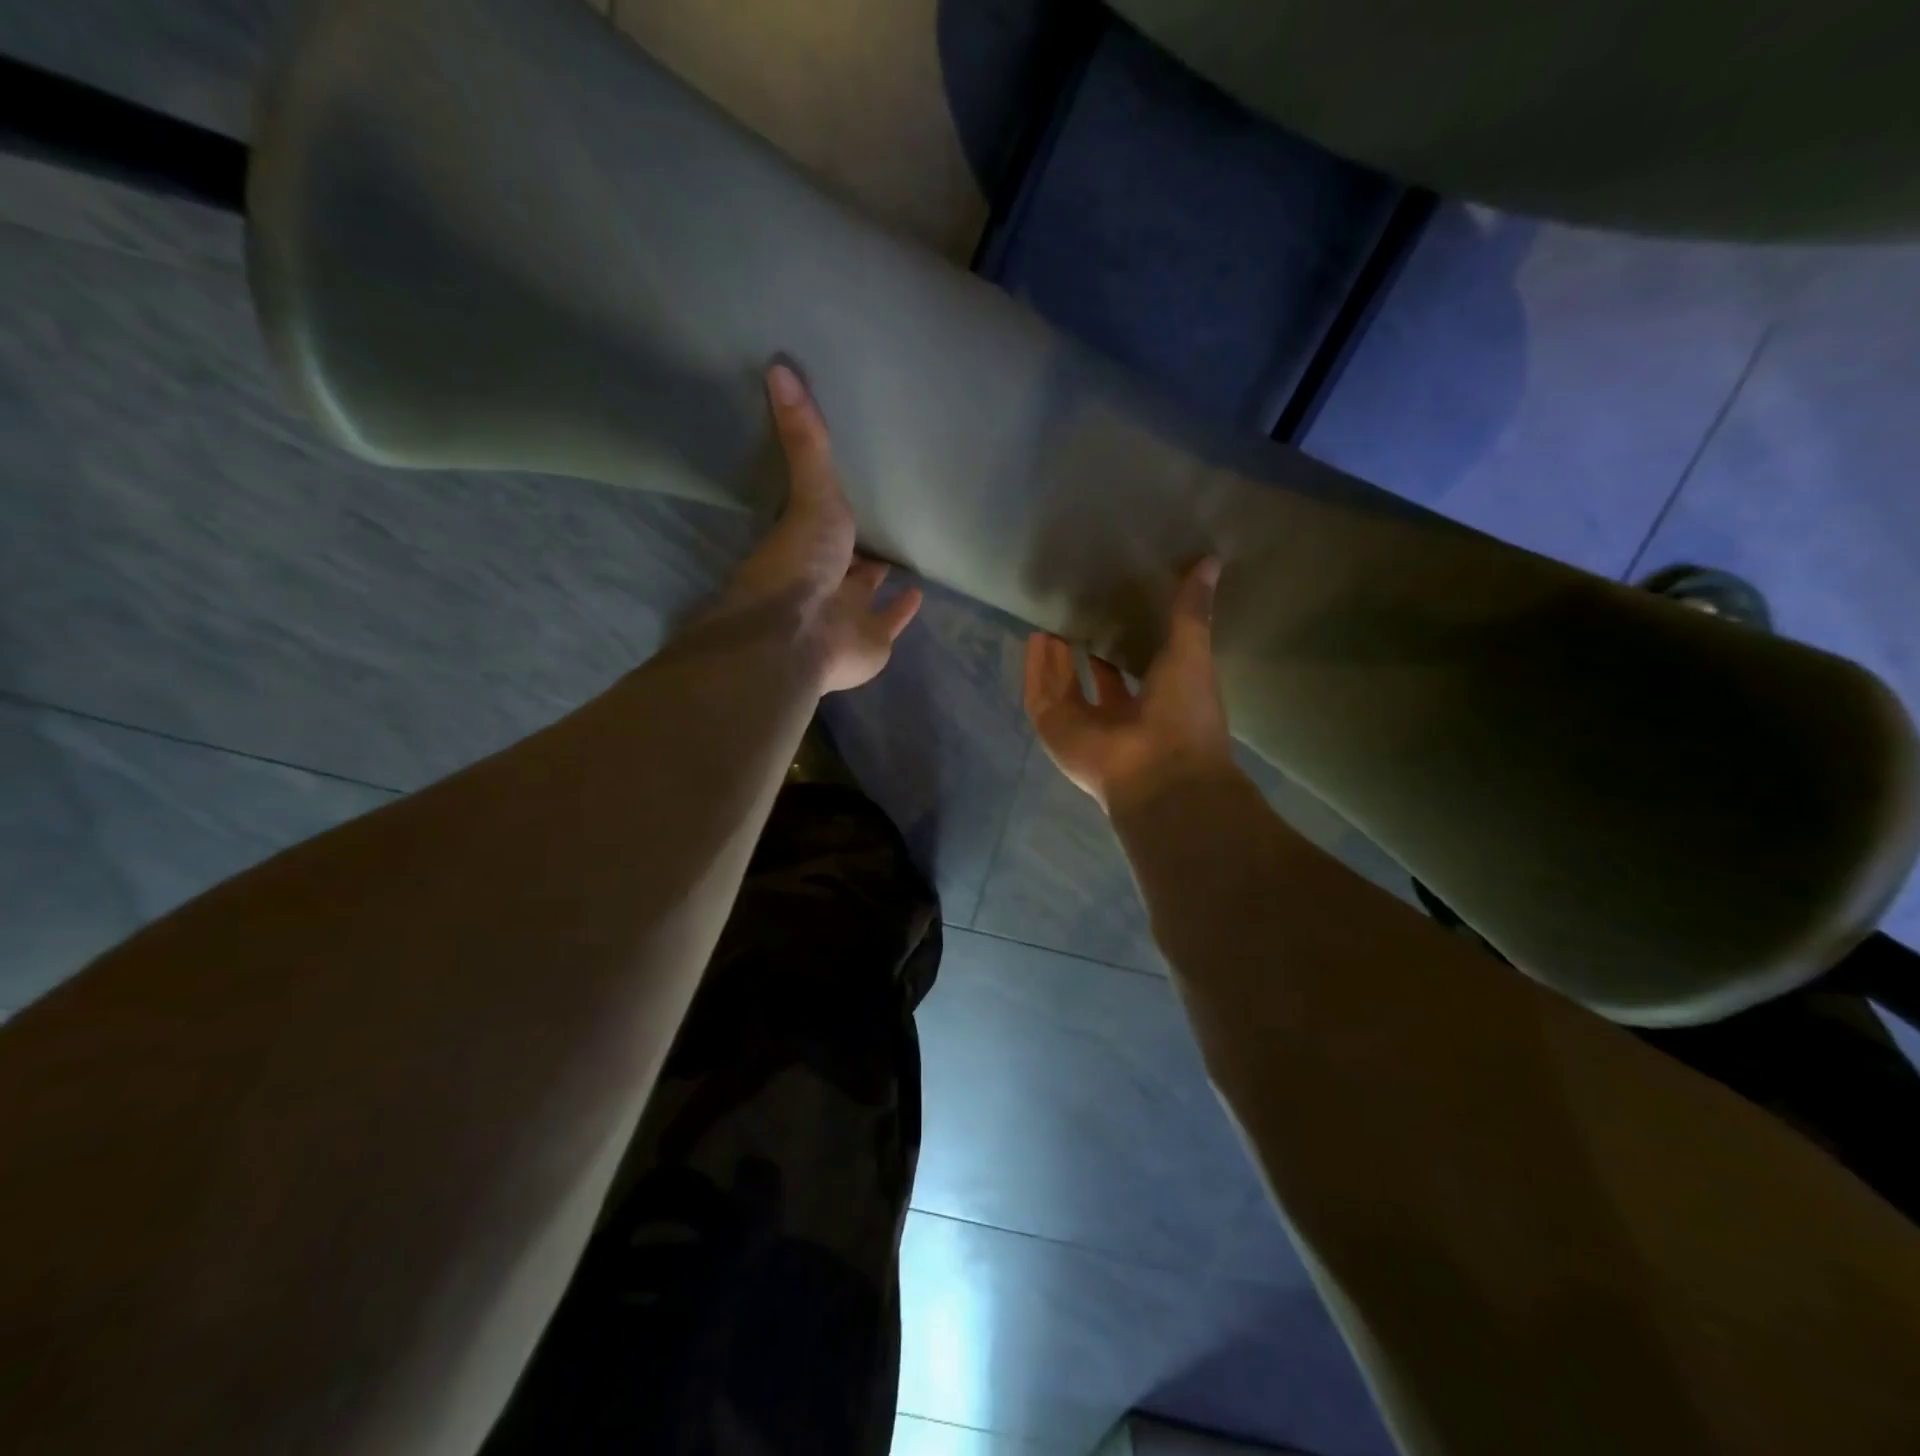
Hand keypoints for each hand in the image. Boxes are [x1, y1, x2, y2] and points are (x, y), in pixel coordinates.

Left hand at [723, 363, 922, 692]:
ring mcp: (847, 614)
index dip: (834, 510)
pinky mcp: (873, 641)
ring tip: (901, 556)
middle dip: (859, 547)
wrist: (799, 634)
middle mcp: (825, 580)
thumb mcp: (809, 492)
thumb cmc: (801, 562)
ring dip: (879, 579)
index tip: (849, 490)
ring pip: (866, 593)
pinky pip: (892, 621)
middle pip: (845, 560)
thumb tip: (777, 366)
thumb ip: (804, 440)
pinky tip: (920, 593)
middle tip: (880, 524)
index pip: (823, 524)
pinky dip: (905, 609)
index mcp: (807, 546)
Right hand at [1023, 558, 1234, 814]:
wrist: (1160, 771)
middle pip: (1090, 680)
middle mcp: (1116, 719)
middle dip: (1081, 651)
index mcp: (1154, 706)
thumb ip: (1191, 609)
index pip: (1130, 673)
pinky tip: (1033, 637)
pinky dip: (1035, 669)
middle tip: (1073, 614)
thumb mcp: (1192, 652)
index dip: (1119, 646)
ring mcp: (1083, 728)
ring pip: (1061, 687)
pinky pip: (1039, 696)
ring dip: (1054, 657)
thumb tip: (1211, 560)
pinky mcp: (1056, 731)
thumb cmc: (1184, 714)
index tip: (1112, 614)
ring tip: (1048, 620)